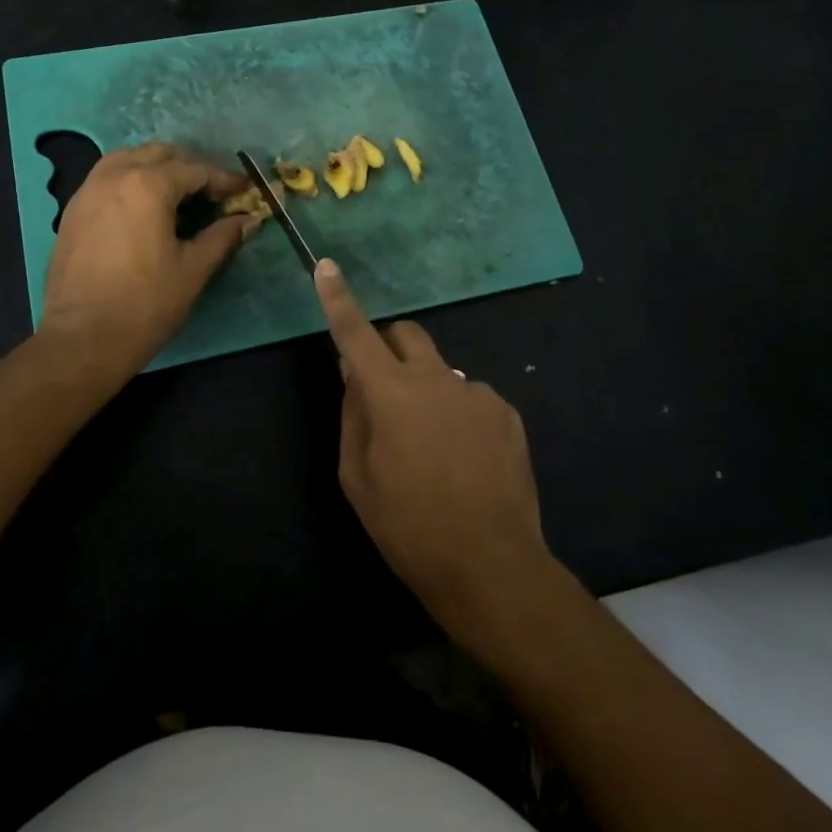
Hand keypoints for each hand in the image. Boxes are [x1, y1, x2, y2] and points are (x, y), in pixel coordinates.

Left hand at [40, 143, 256, 374]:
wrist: (82, 340)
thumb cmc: (145, 304)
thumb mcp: (194, 269)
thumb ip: (223, 236)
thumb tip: (250, 220)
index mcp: (147, 185)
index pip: (195, 170)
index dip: (224, 180)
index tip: (245, 190)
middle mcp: (114, 176)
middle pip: (160, 155)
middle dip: (191, 168)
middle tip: (214, 193)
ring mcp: (87, 192)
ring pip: (128, 160)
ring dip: (158, 168)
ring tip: (179, 194)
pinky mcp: (72, 211)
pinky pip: (107, 179)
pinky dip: (131, 180)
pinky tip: (144, 208)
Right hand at [314, 258, 557, 646]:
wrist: (490, 565)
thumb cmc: (408, 526)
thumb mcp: (357, 477)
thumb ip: (353, 414)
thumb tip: (353, 372)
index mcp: (390, 392)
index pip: (356, 332)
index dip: (338, 299)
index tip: (326, 267)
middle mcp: (435, 378)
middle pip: (407, 335)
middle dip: (390, 349)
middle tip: (387, 392)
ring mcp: (475, 391)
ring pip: (440, 371)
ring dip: (428, 392)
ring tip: (435, 449)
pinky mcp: (505, 411)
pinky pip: (471, 397)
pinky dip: (459, 415)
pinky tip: (467, 460)